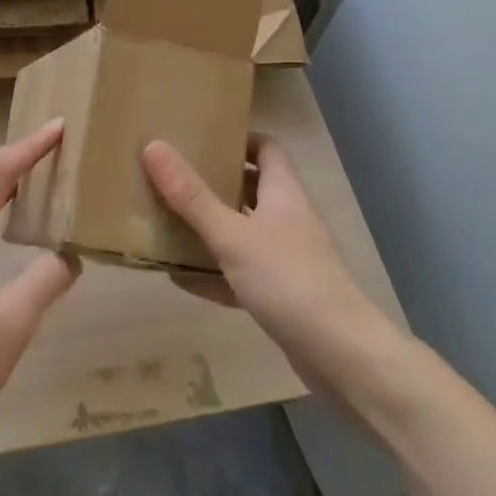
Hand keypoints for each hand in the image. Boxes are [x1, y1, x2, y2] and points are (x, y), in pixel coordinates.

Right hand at [141, 136, 397, 389]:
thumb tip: (153, 146)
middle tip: (172, 179)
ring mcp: (287, 258)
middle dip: (213, 183)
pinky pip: (240, 273)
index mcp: (283, 192)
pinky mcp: (282, 294)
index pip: (266, 148)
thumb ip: (191, 195)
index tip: (200, 140)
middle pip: (251, 188)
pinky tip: (179, 278)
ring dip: (209, 229)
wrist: (342, 356)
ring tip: (166, 222)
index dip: (237, 140)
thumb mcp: (231, 235)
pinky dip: (213, 273)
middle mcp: (288, 218)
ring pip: (243, 232)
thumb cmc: (288, 279)